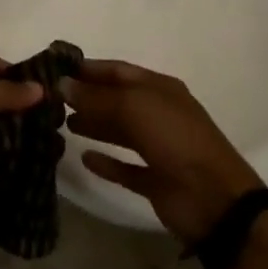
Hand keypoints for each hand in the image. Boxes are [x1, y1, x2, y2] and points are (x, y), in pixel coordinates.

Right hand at [63, 59, 261, 244]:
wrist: (214, 199)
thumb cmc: (175, 139)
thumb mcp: (135, 107)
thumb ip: (96, 97)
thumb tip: (61, 84)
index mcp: (160, 88)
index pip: (119, 71)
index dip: (90, 69)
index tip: (57, 69)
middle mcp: (159, 114)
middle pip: (117, 100)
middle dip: (88, 97)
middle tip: (53, 99)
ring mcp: (159, 148)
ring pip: (120, 131)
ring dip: (94, 125)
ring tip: (63, 124)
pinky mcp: (156, 181)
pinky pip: (125, 168)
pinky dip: (107, 162)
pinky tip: (84, 158)